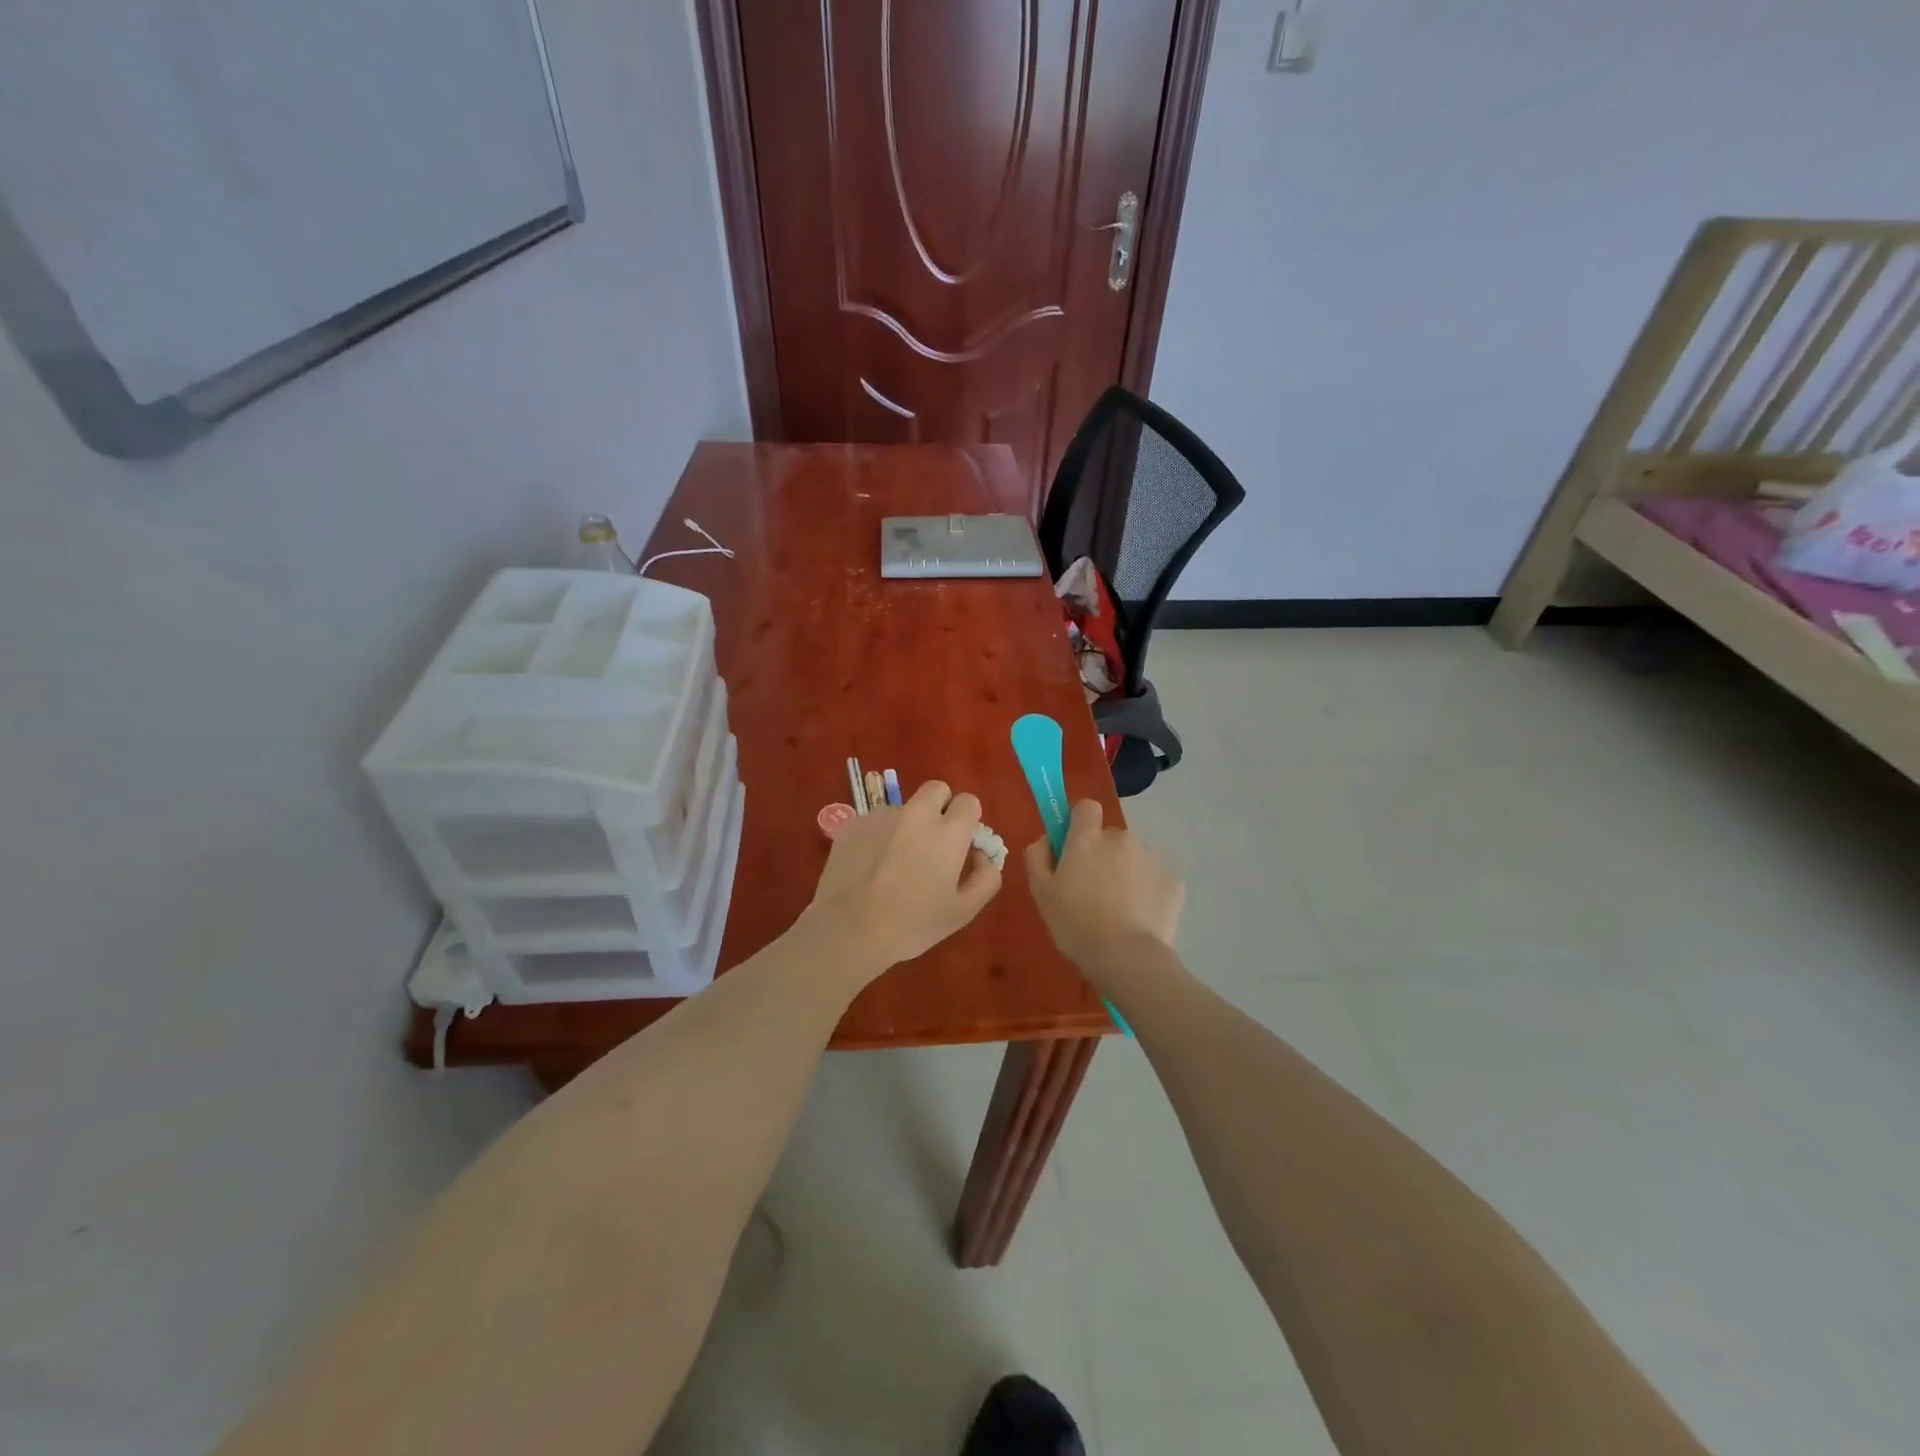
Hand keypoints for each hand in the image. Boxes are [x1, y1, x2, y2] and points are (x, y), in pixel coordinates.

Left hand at [803, 780, 1002, 979]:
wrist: (849, 929)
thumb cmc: (912, 924)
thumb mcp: (963, 912)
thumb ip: (986, 877)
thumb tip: (982, 854)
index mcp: (948, 832)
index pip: (968, 801)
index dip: (968, 820)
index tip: (961, 843)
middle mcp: (916, 814)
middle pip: (937, 789)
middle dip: (941, 806)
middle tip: (933, 840)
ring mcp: (882, 815)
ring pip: (904, 807)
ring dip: (908, 824)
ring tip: (895, 862)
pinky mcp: (854, 823)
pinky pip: (877, 820)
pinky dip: (880, 835)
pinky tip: (871, 866)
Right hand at [1025, 800, 1183, 967]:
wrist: (1126, 957)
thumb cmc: (1075, 924)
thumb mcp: (1041, 892)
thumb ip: (1038, 856)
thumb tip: (1046, 839)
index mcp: (1088, 838)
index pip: (1086, 807)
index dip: (1080, 823)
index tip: (1074, 847)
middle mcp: (1121, 838)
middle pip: (1110, 837)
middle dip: (1103, 855)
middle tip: (1094, 890)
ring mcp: (1151, 858)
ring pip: (1134, 858)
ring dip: (1126, 873)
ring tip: (1120, 909)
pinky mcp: (1173, 880)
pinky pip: (1155, 878)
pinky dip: (1148, 891)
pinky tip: (1140, 917)